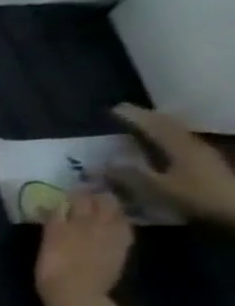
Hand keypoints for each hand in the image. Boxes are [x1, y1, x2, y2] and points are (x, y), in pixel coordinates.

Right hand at [35, 189, 131, 305]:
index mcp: (72, 224)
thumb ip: (53, 224)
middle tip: (87, 192)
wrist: (77, 295)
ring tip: (101, 203)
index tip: (70, 187)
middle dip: (95, 195)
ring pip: (115, 212)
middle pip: (100, 202)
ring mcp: (111, 236)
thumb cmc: (51, 273)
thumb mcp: (47, 245)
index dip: (75, 192)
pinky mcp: (121, 247)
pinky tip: (115, 221)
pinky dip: (119, 219)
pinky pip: (124, 226)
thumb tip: (54, 205)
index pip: (76, 200)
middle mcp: (95, 225)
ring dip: (109, 205)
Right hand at [113, 104, 234, 224]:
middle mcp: (193, 145)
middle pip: (169, 125)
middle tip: (126, 114)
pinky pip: (179, 142)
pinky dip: (164, 137)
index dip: (135, 116)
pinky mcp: (204, 162)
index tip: (114, 108)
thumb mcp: (157, 188)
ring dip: (157, 126)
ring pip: (176, 132)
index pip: (155, 125)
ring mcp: (201, 153)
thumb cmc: (196, 197)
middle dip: (147, 118)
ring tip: (139, 125)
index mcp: (180, 147)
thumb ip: (129, 175)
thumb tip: (101, 163)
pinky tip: (157, 144)